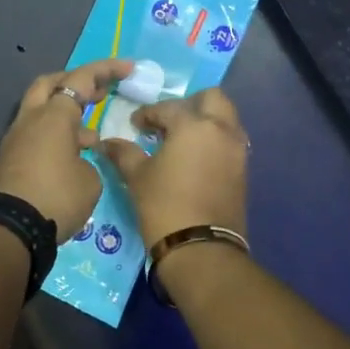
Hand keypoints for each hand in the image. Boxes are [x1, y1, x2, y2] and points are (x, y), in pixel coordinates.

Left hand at [0, 59, 133, 240]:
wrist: (7, 230)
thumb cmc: (55, 197)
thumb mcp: (90, 181)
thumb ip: (89, 161)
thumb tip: (77, 159)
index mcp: (54, 115)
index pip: (81, 79)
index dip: (106, 70)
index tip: (128, 68)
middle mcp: (31, 119)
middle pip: (50, 84)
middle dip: (75, 82)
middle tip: (99, 91)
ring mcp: (16, 139)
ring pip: (41, 111)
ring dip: (66, 114)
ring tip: (92, 135)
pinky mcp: (10, 160)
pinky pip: (36, 135)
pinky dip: (56, 136)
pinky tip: (73, 157)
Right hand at [99, 88, 248, 242]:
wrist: (201, 249)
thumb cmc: (164, 205)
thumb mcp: (137, 176)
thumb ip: (123, 153)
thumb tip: (106, 143)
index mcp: (194, 125)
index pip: (168, 108)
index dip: (148, 114)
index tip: (135, 124)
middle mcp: (221, 130)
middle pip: (212, 99)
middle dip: (190, 104)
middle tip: (169, 121)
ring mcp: (237, 150)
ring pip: (226, 119)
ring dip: (206, 121)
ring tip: (181, 140)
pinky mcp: (243, 171)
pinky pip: (230, 142)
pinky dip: (214, 141)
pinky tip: (194, 158)